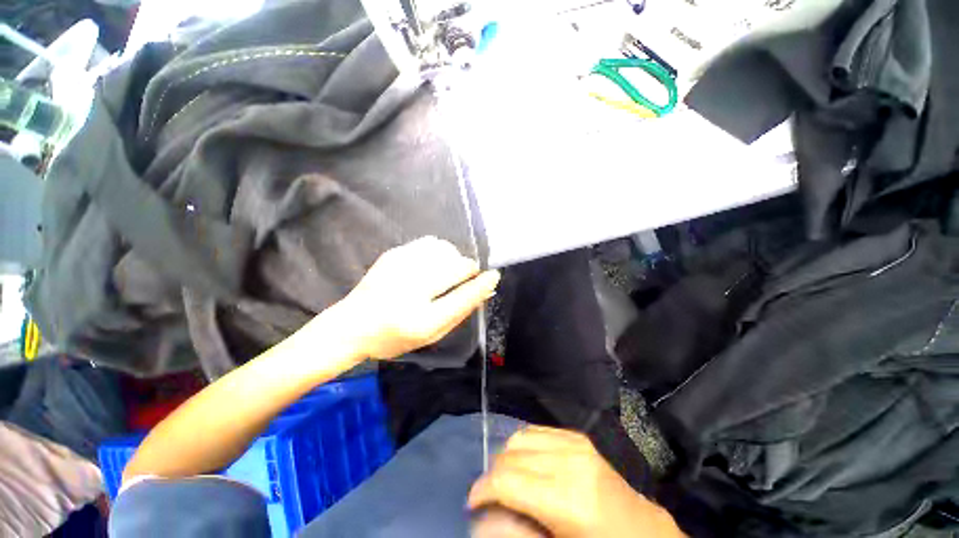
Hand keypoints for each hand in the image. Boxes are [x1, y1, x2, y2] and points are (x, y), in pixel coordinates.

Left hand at [334, 236, 499, 359]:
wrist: (352, 325)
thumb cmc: (395, 336)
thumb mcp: (431, 334)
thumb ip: (459, 311)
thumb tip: (484, 289)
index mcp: (421, 320)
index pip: (461, 298)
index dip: (481, 285)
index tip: (493, 276)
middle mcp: (410, 290)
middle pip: (455, 267)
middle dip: (468, 269)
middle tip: (467, 275)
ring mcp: (400, 268)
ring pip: (445, 250)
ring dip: (454, 258)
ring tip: (448, 270)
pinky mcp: (393, 254)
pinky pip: (430, 243)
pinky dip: (440, 251)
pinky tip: (434, 262)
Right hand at [468, 427, 684, 537]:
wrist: (643, 533)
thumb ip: (518, 535)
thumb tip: (484, 518)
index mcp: (567, 498)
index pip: (507, 479)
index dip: (483, 490)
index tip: (474, 503)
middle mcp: (570, 461)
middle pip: (511, 454)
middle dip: (493, 474)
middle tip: (492, 496)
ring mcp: (576, 444)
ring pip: (521, 437)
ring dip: (507, 457)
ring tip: (509, 479)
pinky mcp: (579, 437)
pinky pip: (538, 431)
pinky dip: (524, 445)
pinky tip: (527, 463)